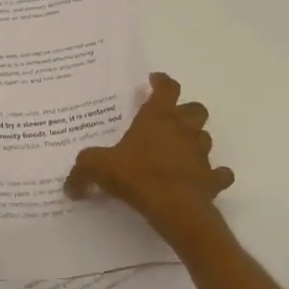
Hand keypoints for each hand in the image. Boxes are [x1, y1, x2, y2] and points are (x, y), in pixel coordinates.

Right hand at [65, 73, 233, 240]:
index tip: (154, 80)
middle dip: (186, 112)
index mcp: (157, 118)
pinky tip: (203, 179)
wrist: (175, 208)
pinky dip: (214, 174)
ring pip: (206, 138)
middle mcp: (183, 130)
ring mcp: (201, 154)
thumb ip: (82, 171)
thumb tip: (69, 186)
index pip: (166, 89)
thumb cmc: (137, 176)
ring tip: (180, 151)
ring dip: (195, 141)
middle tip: (170, 120)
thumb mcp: (98, 168)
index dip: (162, 82)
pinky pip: (219, 173)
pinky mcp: (212, 179)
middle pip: (195, 110)